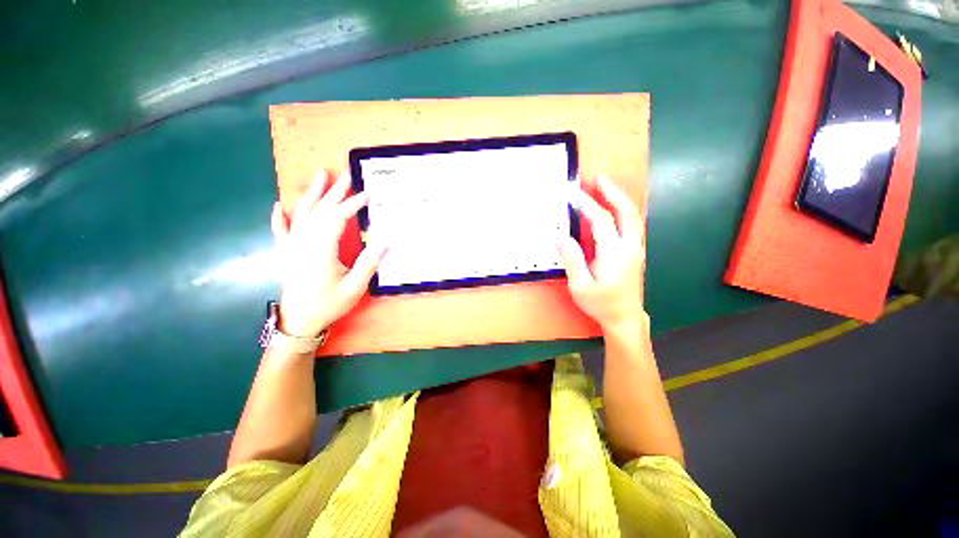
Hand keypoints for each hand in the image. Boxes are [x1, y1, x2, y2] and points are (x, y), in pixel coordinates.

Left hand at [271, 170, 385, 337]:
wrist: (298, 321)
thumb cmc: (328, 304)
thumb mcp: (355, 287)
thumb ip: (369, 263)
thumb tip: (384, 241)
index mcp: (321, 249)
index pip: (337, 218)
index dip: (352, 204)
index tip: (367, 195)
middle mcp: (303, 242)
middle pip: (319, 210)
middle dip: (334, 192)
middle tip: (346, 176)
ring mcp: (291, 246)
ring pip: (301, 214)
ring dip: (312, 194)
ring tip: (320, 176)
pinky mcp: (285, 253)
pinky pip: (280, 230)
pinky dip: (280, 217)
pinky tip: (280, 206)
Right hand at [557, 174, 646, 334]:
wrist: (625, 318)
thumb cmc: (601, 304)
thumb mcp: (580, 286)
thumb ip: (571, 259)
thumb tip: (559, 236)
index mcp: (614, 254)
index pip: (601, 220)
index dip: (586, 204)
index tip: (572, 192)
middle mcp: (629, 247)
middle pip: (626, 211)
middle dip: (612, 192)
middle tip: (598, 178)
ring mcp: (636, 249)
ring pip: (633, 216)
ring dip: (620, 199)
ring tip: (606, 187)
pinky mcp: (636, 252)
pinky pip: (633, 224)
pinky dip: (624, 210)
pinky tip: (614, 208)